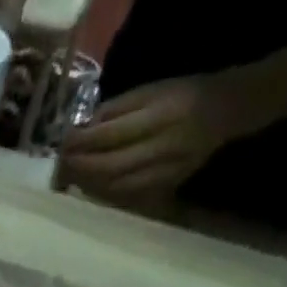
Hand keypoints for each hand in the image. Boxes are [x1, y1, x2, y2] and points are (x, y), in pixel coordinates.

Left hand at [60, 75, 256, 206]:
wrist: (225, 111)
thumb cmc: (182, 94)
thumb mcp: (150, 90)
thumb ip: (115, 110)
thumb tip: (82, 130)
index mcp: (160, 115)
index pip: (112, 135)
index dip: (83, 142)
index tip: (63, 143)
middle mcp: (162, 147)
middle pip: (110, 166)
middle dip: (81, 168)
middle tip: (61, 166)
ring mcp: (165, 171)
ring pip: (116, 186)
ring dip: (89, 184)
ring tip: (71, 178)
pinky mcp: (165, 186)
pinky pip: (127, 195)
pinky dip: (105, 192)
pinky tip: (92, 186)